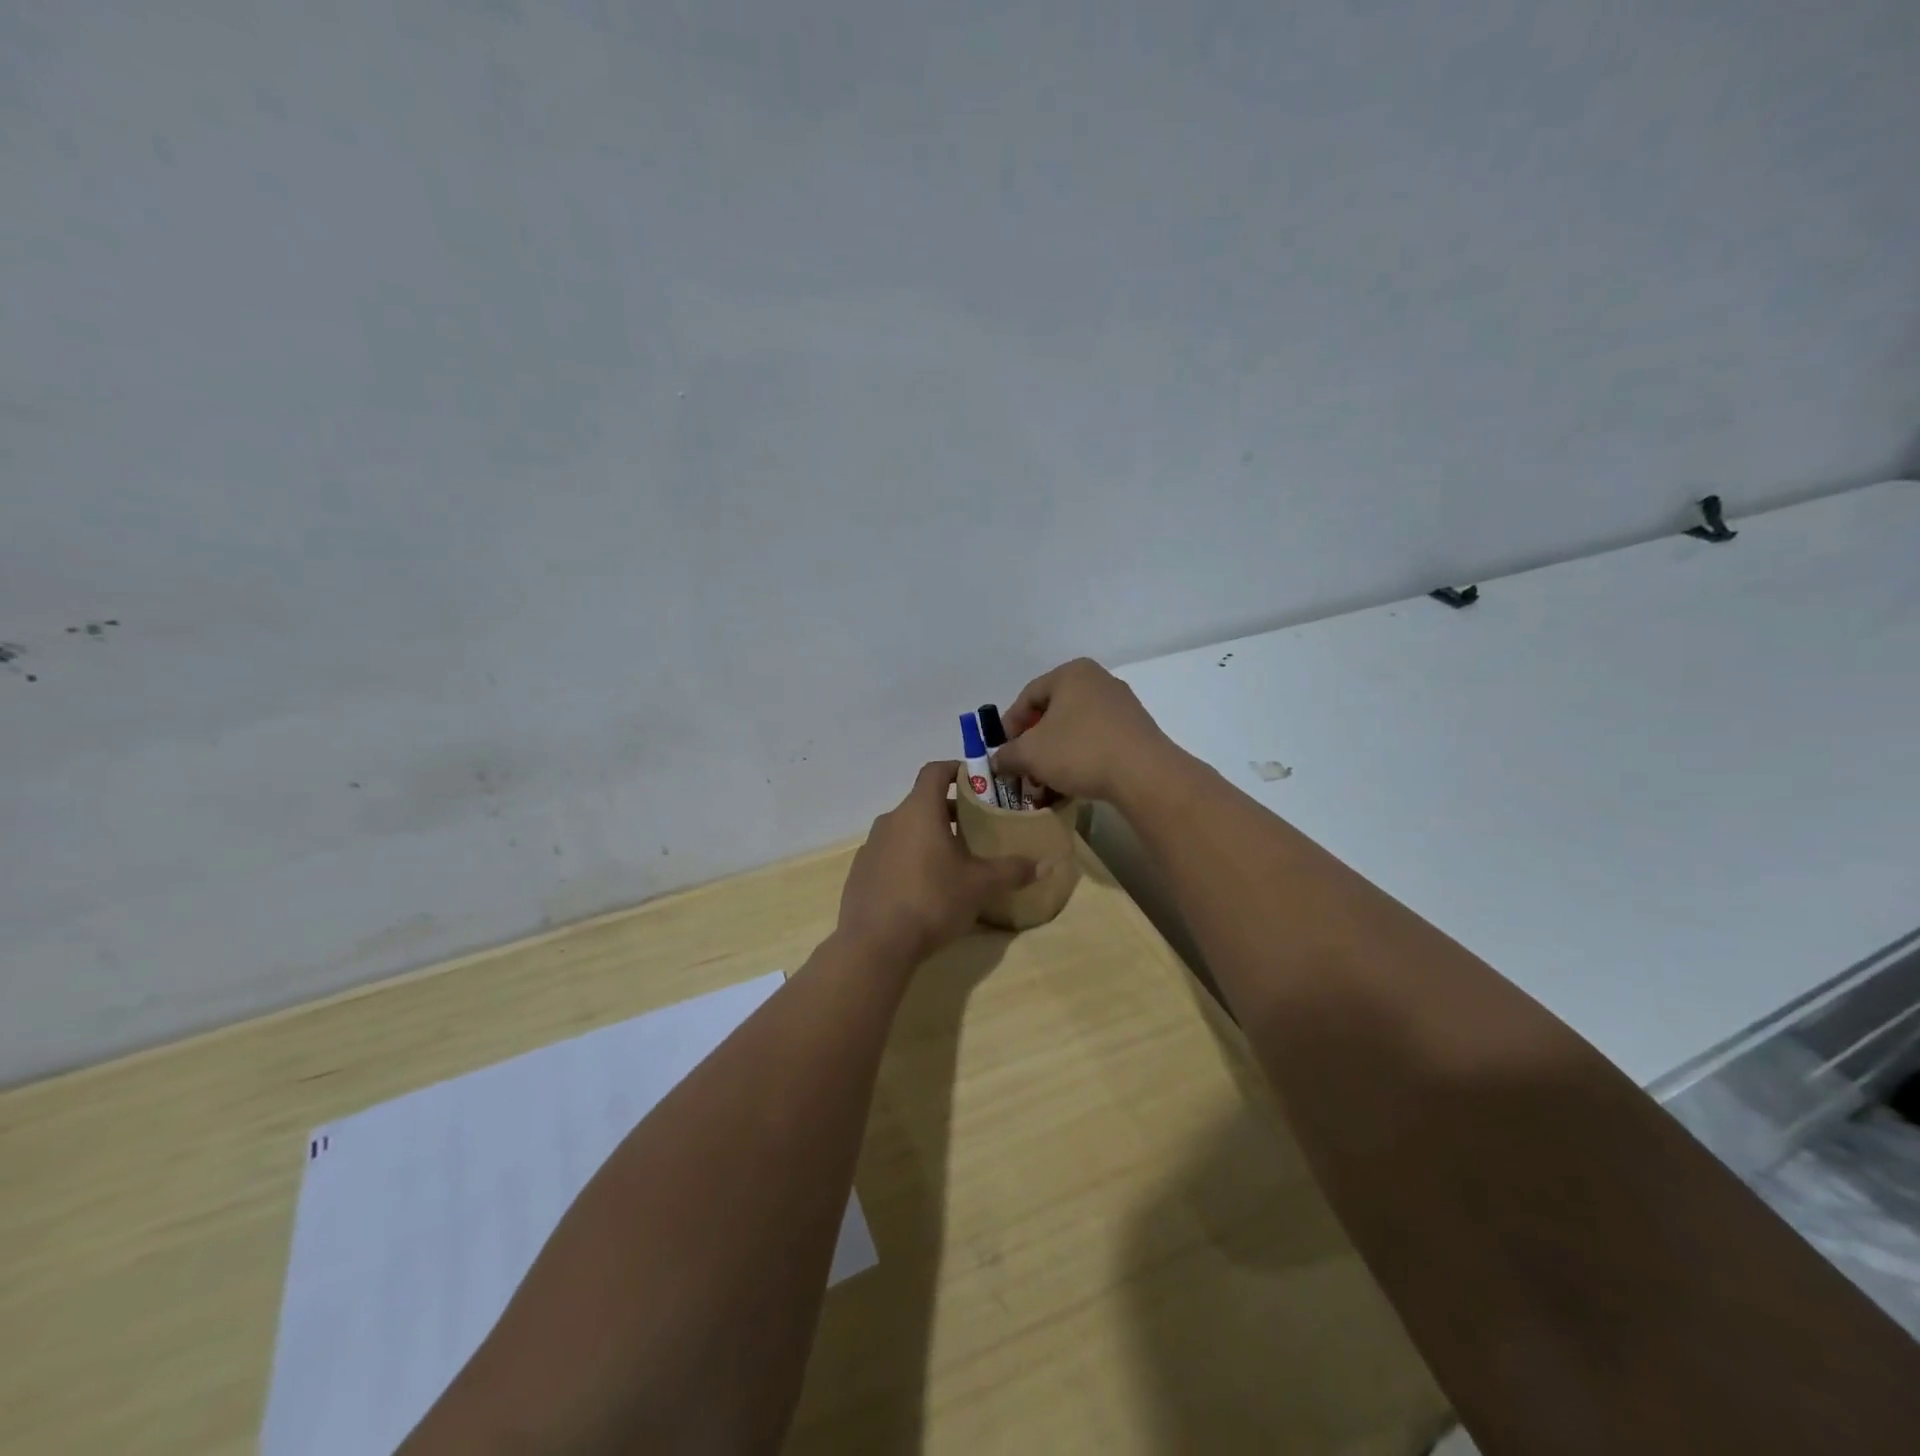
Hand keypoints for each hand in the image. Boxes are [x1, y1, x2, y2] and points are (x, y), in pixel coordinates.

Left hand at [837, 761, 1036, 964]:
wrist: (875, 944)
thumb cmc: (932, 900)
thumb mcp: (980, 885)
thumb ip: (1013, 870)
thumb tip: (1048, 864)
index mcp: (919, 810)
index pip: (934, 771)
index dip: (955, 770)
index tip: (975, 780)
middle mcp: (891, 820)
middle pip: (922, 803)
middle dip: (949, 811)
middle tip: (975, 828)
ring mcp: (871, 846)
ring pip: (905, 830)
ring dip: (927, 837)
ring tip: (952, 861)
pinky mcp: (860, 873)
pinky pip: (890, 855)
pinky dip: (908, 860)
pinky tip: (923, 888)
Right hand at [990, 658, 1173, 803]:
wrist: (1144, 774)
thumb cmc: (1079, 751)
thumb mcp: (1030, 754)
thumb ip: (1007, 755)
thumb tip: (998, 761)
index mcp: (1071, 674)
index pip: (1028, 696)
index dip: (1009, 726)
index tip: (1004, 754)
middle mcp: (1098, 681)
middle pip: (1052, 714)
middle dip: (1034, 746)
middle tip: (1023, 771)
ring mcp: (1121, 706)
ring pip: (1074, 731)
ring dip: (1055, 758)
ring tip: (1046, 786)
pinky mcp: (1136, 731)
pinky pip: (1097, 742)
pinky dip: (1080, 761)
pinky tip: (1072, 785)